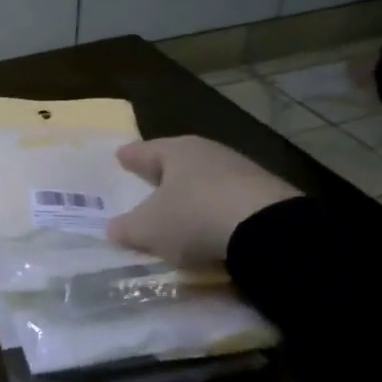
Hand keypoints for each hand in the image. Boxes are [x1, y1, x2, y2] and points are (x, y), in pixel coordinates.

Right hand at [106, 137, 301, 267]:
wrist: (268, 230)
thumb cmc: (193, 217)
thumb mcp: (148, 229)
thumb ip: (126, 228)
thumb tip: (112, 228)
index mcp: (176, 151)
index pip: (144, 151)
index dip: (130, 157)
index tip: (119, 157)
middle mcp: (208, 152)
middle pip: (177, 162)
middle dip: (162, 173)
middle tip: (147, 182)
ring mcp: (242, 171)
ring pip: (205, 179)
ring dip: (192, 192)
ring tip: (179, 208)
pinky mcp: (266, 194)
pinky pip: (228, 199)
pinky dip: (215, 209)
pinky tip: (211, 224)